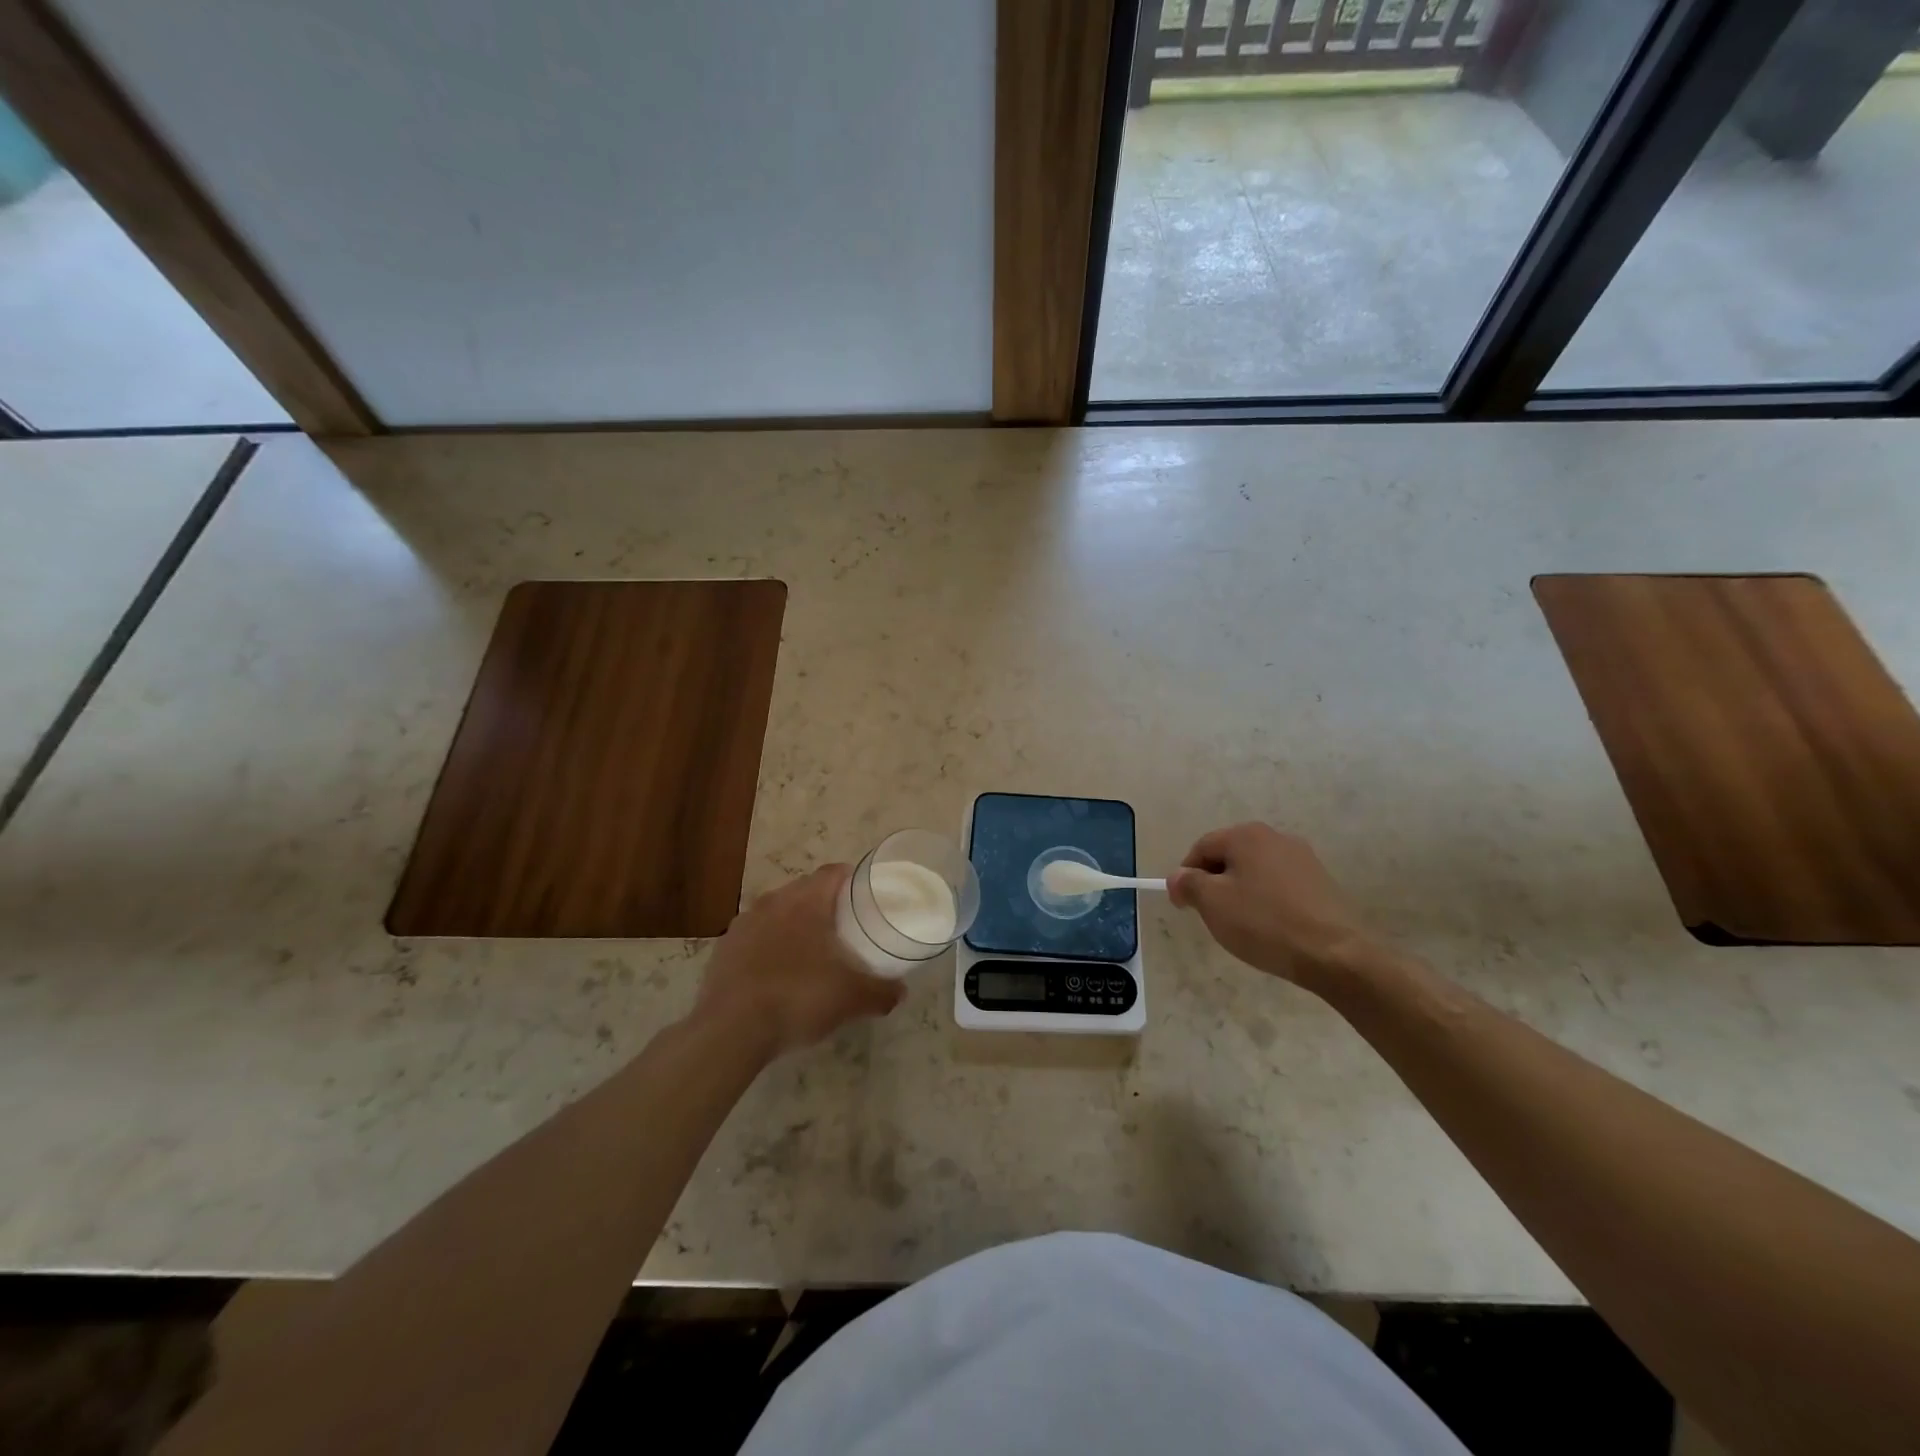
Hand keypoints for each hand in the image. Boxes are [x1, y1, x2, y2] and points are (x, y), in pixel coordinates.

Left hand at [694, 864, 903, 1058]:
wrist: (731, 1031)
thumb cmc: (798, 998)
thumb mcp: (852, 998)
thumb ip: (882, 991)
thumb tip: (900, 992)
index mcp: (806, 901)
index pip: (834, 872)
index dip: (853, 880)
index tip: (866, 897)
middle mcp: (773, 902)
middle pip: (805, 890)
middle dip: (825, 904)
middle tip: (844, 928)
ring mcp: (743, 924)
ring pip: (777, 913)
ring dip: (794, 925)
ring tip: (810, 952)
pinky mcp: (723, 949)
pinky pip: (754, 938)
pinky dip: (768, 947)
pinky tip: (777, 974)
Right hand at [1168, 823, 1380, 991]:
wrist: (1335, 954)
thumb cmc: (1264, 923)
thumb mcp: (1212, 903)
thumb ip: (1188, 883)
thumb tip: (1178, 877)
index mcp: (1246, 835)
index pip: (1202, 847)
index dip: (1186, 875)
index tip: (1184, 905)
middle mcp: (1276, 837)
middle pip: (1230, 856)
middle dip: (1215, 883)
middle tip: (1211, 916)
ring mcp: (1303, 858)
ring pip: (1256, 871)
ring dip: (1241, 892)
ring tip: (1242, 925)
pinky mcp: (1321, 882)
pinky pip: (1280, 885)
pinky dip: (1267, 901)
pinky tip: (1270, 927)